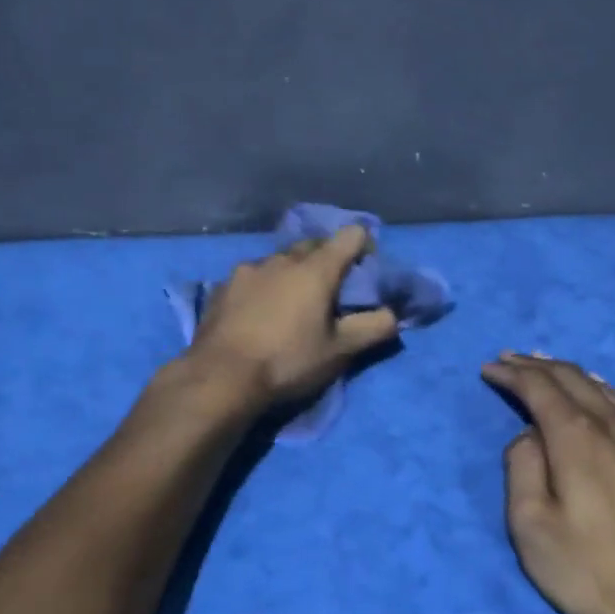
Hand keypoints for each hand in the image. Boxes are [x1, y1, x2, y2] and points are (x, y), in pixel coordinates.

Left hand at [185, 225, 399, 408]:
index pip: (350, 236)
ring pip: (279, 261)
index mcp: (315, 269)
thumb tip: (394, 314)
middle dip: (326, 259)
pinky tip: (258, 313)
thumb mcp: (339, 351)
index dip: (364, 247)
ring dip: (291, 273)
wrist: (220, 378)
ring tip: (291, 303)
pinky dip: (263, 288)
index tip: (366, 270)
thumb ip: (373, 328)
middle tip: (331, 290)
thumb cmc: (288, 361)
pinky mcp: (222, 288)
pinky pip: (252, 278)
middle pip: (313, 245)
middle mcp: (281, 259)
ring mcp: (247, 271)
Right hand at [481, 353, 614, 613]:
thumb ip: (522, 468)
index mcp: (576, 437)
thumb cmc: (594, 571)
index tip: (489, 368)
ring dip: (569, 374)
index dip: (512, 374)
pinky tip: (603, 394)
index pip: (539, 387)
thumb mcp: (532, 527)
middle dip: (536, 365)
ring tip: (547, 367)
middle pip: (571, 379)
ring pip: (604, 389)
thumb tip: (529, 436)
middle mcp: (614, 425)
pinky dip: (606, 391)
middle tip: (510, 359)